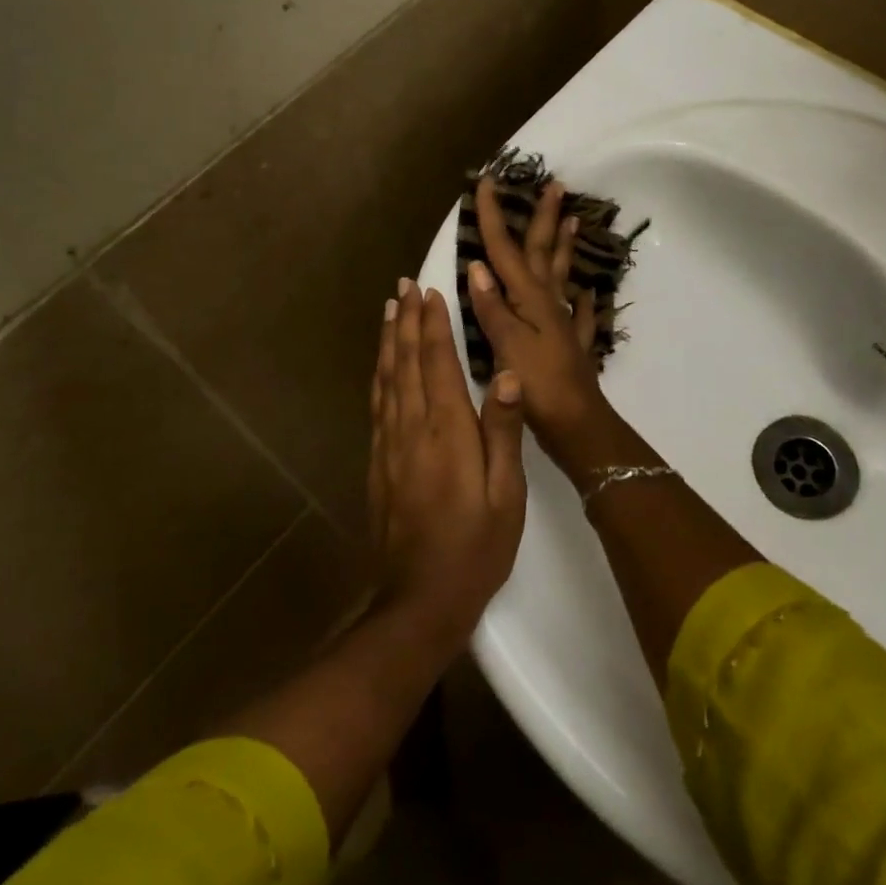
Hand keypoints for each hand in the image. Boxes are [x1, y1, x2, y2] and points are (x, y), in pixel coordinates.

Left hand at [368, 278, 527, 639]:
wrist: (420, 599)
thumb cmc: (476, 547)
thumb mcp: (506, 494)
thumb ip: (504, 432)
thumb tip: (509, 375)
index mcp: (447, 432)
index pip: (437, 364)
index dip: (433, 325)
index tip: (430, 291)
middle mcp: (412, 429)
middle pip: (405, 363)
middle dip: (405, 321)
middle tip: (404, 285)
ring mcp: (389, 446)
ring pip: (386, 380)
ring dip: (387, 341)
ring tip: (389, 310)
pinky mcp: (378, 464)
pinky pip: (377, 406)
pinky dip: (378, 376)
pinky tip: (381, 367)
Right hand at [467, 175, 614, 464]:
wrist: (576, 424)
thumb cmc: (536, 385)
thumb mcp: (506, 345)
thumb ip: (492, 307)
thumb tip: (478, 265)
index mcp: (528, 300)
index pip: (506, 250)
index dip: (494, 217)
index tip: (488, 182)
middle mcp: (548, 305)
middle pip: (543, 253)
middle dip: (544, 219)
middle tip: (556, 185)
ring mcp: (563, 325)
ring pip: (562, 277)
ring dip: (566, 248)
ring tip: (574, 222)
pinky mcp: (572, 347)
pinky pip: (580, 317)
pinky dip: (584, 303)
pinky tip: (590, 295)